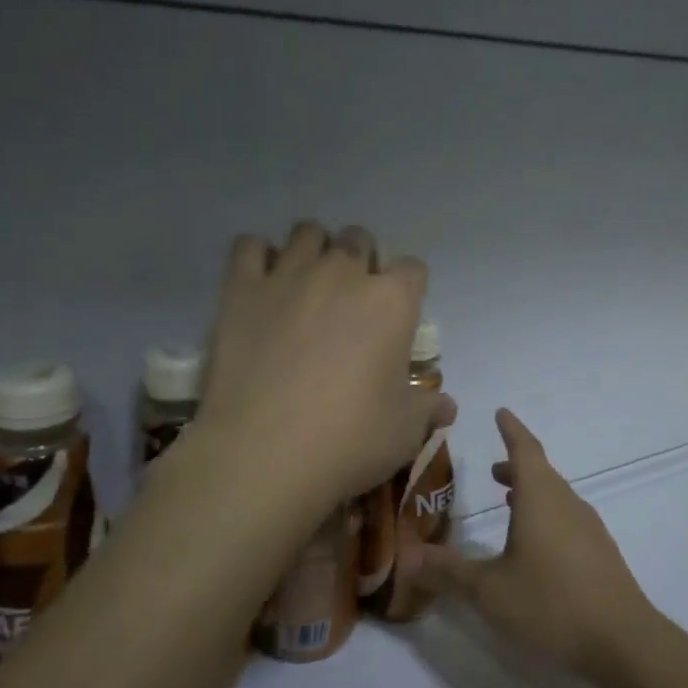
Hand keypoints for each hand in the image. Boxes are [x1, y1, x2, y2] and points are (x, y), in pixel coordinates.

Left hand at [198, 222, 454, 525]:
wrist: (264, 454)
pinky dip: (259, 257)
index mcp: (391, 302)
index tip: (398, 314)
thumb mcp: (404, 432)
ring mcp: (289, 276)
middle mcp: (343, 273)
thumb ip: (427, 409)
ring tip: (307, 285)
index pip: (412, 268)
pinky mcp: (242, 289)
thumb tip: (446, 406)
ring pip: (307, 232)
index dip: (408, 288)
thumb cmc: (349, 440)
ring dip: (314, 250)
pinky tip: (263, 284)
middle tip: (350, 301)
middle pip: (359, 239)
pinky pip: (249, 246)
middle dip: (360, 260)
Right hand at [403, 408, 658, 680]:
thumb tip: (409, 557)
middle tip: (493, 471)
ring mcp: (589, 529)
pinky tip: (537, 545)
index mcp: (541, 498)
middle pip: (541, 473)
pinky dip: (547, 516)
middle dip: (516, 467)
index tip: (501, 412)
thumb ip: (449, 572)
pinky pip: (568, 519)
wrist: (623, 642)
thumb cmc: (551, 604)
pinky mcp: (601, 554)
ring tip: (509, 502)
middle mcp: (567, 504)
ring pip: (556, 497)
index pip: (525, 449)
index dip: (511, 430)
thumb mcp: (489, 591)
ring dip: (532, 493)